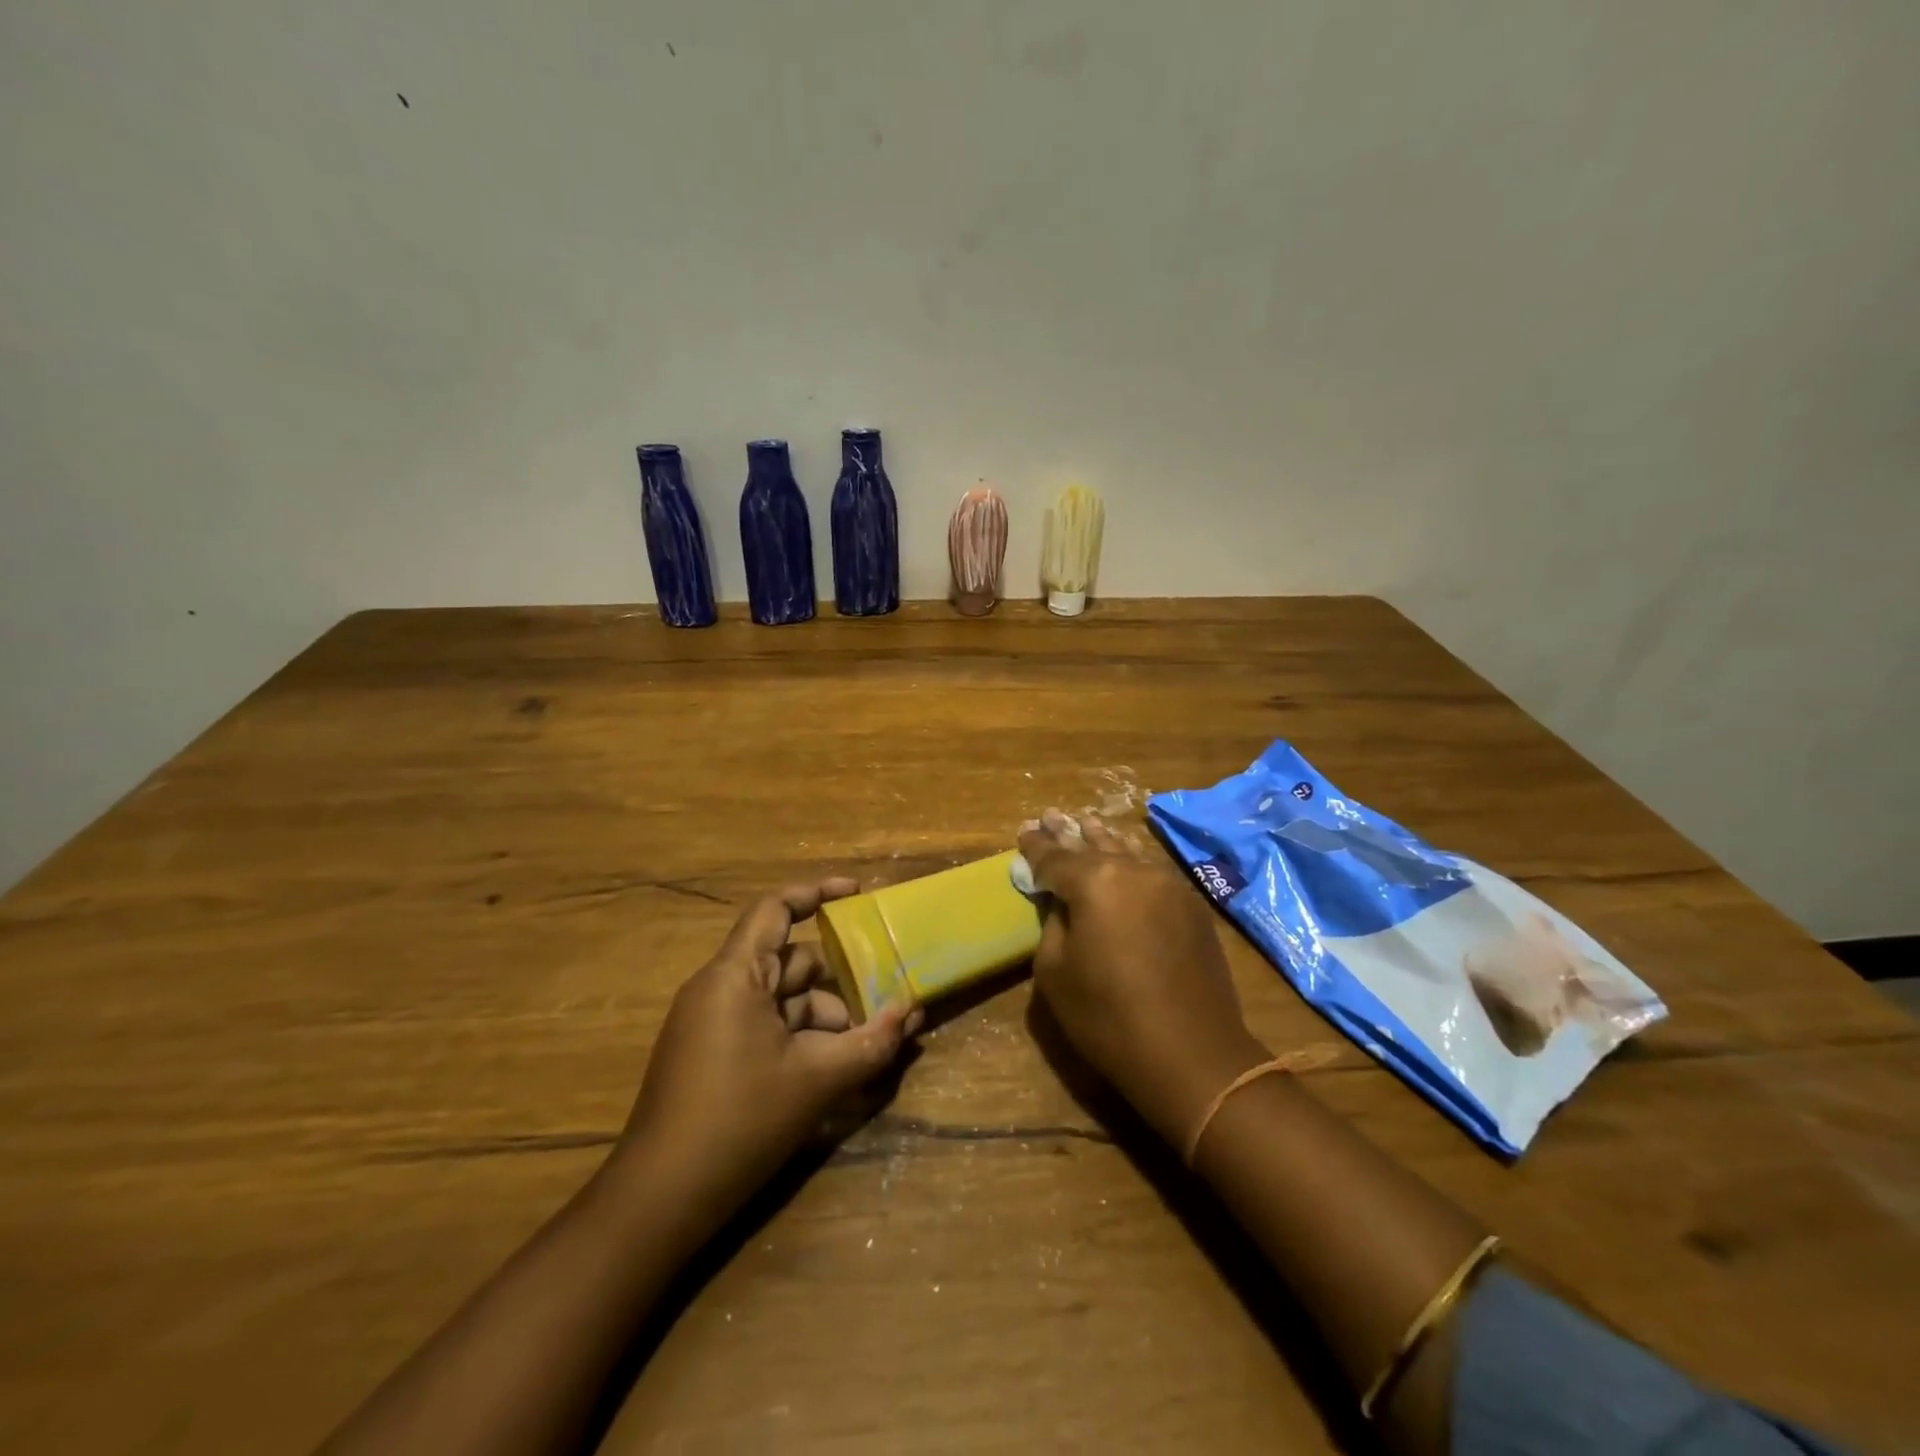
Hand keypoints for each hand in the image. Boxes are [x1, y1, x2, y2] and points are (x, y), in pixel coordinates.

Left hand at [614, 879, 921, 1221]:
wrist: (659, 1201)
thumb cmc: (739, 1121)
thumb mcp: (815, 1080)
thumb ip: (869, 1043)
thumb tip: (912, 1013)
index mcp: (735, 975)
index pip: (775, 909)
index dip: (817, 892)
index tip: (858, 894)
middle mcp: (720, 988)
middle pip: (790, 961)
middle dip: (839, 978)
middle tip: (886, 994)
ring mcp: (713, 1024)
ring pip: (783, 1001)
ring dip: (826, 1016)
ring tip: (868, 1045)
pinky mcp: (713, 1056)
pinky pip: (767, 1028)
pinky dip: (803, 1038)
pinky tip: (835, 1069)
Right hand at [1018, 811, 1266, 1147]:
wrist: (1193, 1054)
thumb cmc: (1109, 1017)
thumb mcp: (1055, 973)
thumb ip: (1053, 924)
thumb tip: (1062, 903)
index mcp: (1094, 882)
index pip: (1055, 857)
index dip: (1035, 846)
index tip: (1023, 832)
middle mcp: (1133, 870)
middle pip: (1093, 845)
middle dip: (1069, 833)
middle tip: (1050, 816)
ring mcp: (1168, 885)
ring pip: (1127, 851)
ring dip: (1102, 839)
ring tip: (1086, 823)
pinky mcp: (1191, 905)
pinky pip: (1151, 870)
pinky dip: (1130, 860)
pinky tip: (1124, 857)